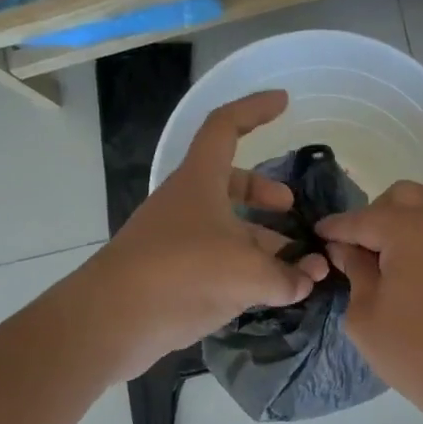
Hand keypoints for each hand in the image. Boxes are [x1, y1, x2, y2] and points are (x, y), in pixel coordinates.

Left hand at [85, 91, 327, 381]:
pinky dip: (245, 269)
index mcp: (199, 181)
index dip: (254, 109)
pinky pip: (216, 261)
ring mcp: (176, 240)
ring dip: (261, 240)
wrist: (113, 320)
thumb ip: (286, 275)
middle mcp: (186, 204)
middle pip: (228, 182)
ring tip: (296, 267)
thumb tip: (309, 278)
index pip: (226, 127)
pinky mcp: (172, 275)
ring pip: (225, 227)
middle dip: (263, 192)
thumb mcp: (247, 272)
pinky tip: (269, 293)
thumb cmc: (182, 274)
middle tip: (290, 208)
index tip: (284, 102)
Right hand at [317, 181, 422, 423]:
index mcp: (410, 228)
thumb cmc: (415, 351)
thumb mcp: (366, 314)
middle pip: (398, 198)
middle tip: (354, 251)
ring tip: (379, 261)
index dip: (334, 229)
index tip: (314, 236)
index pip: (360, 219)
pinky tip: (404, 267)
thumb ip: (353, 270)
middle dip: (371, 216)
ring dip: (398, 223)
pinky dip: (419, 235)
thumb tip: (344, 248)